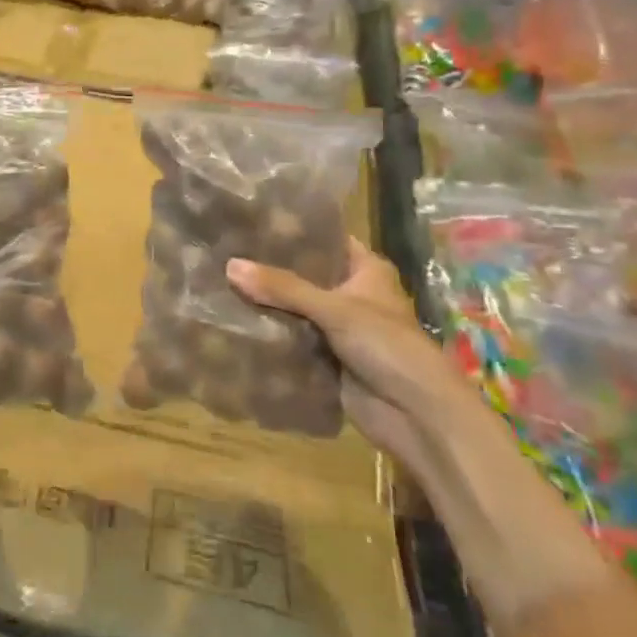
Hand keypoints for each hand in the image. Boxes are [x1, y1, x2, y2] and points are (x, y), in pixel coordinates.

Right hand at [228, 239, 481, 461]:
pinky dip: (271, 334)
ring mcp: (339, 328)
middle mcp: (352, 294)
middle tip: (224, 251)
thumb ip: (282, 287)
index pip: (324, 239)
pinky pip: (293, 340)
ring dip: (266, 303)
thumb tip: (229, 265)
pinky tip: (234, 321)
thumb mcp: (335, 309)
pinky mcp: (328, 359)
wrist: (417, 416)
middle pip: (304, 275)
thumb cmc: (387, 346)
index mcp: (366, 269)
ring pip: (295, 309)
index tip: (250, 220)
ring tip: (219, 281)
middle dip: (270, 269)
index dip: (292, 231)